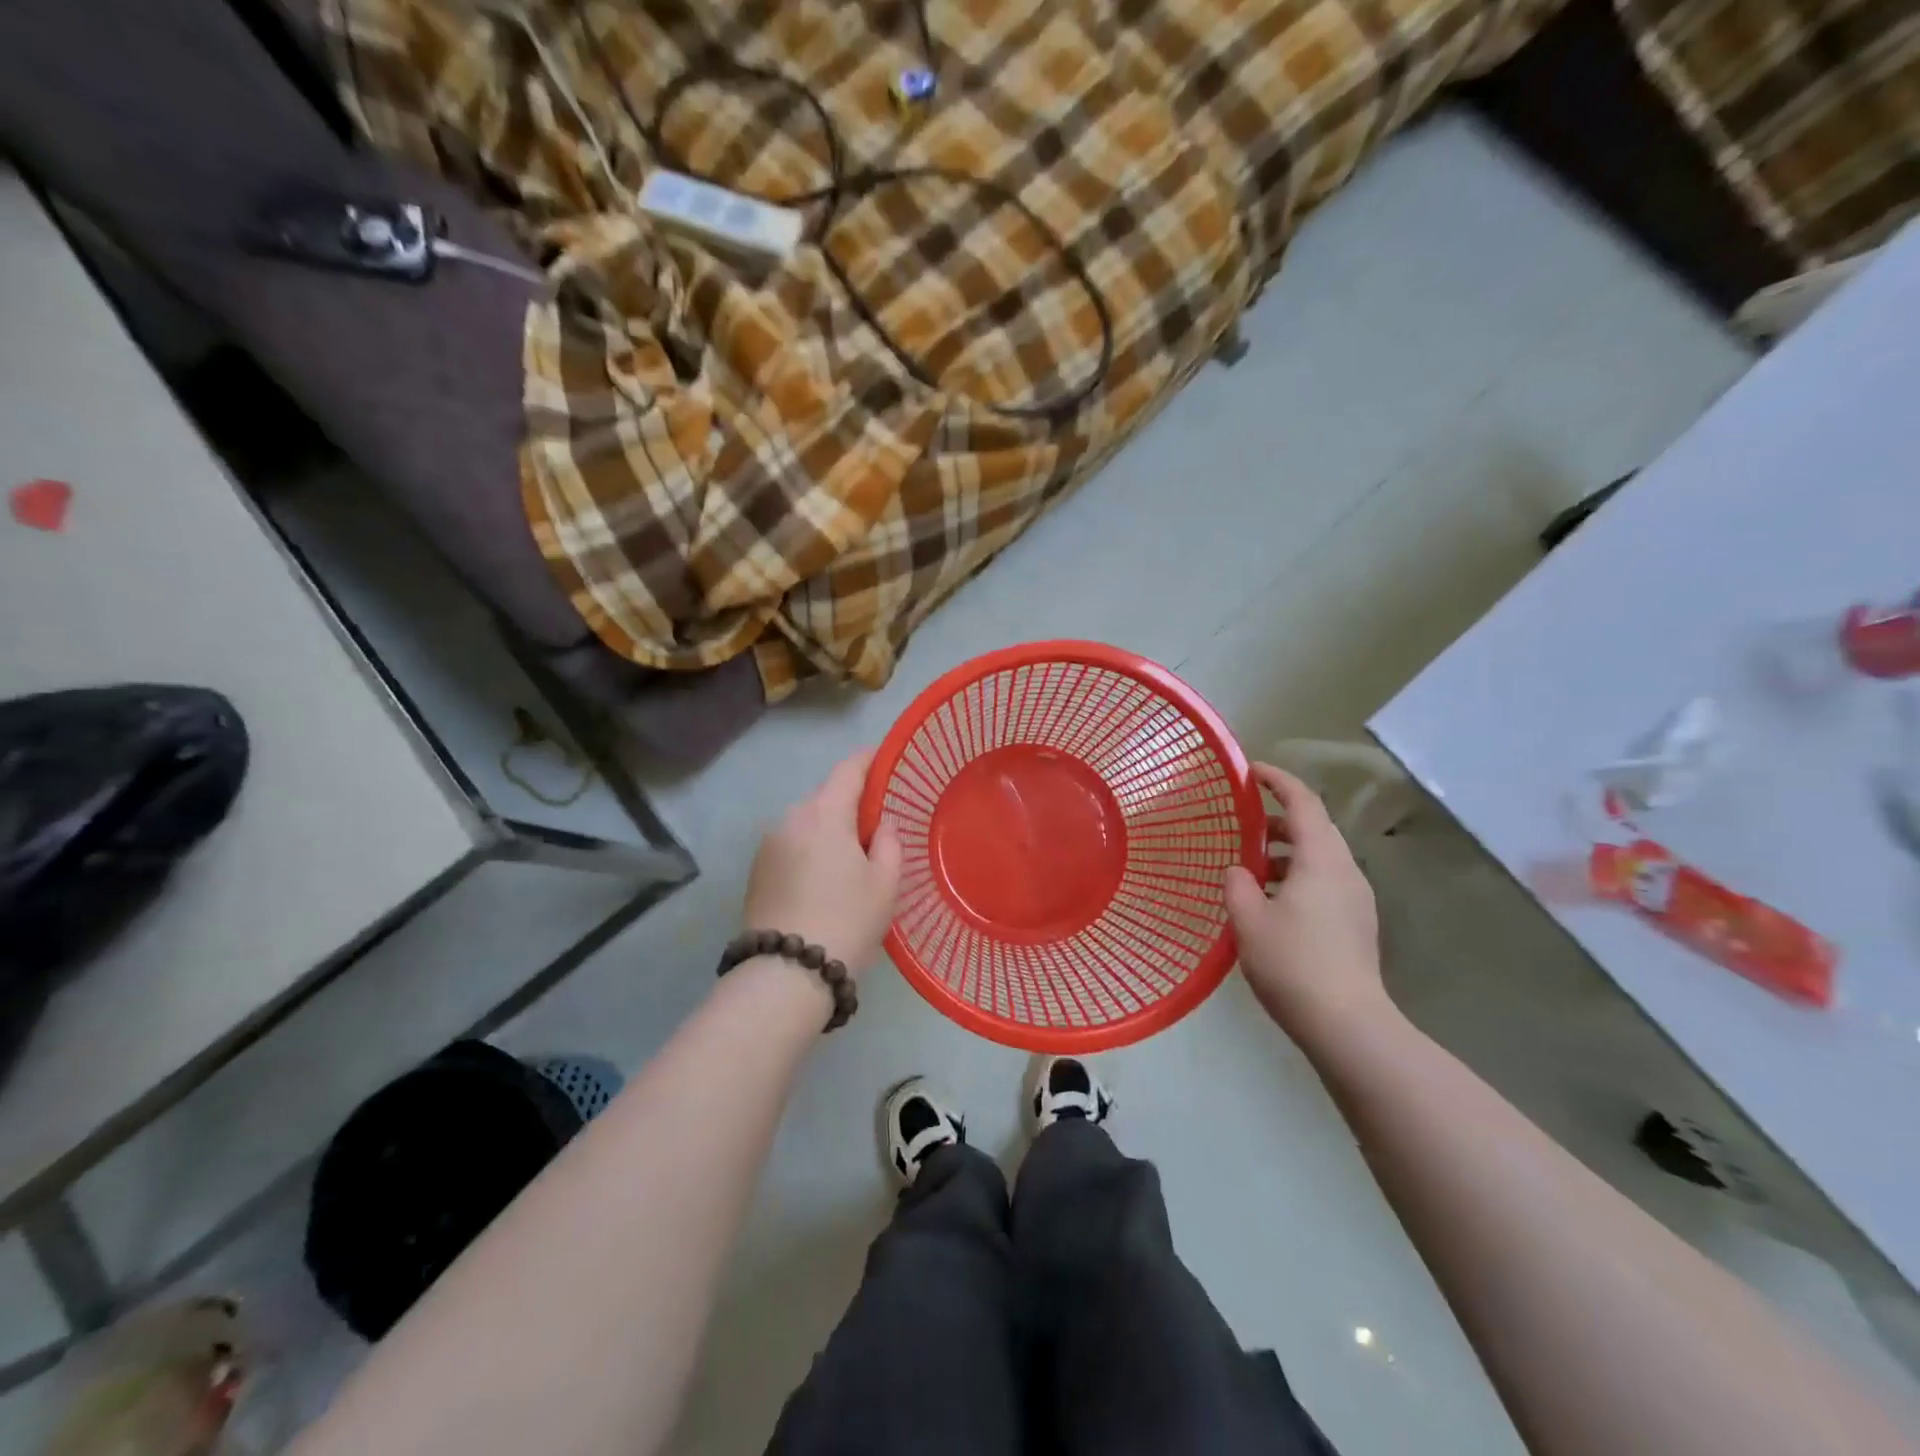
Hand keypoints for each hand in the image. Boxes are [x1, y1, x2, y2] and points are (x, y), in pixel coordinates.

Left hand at [743, 749, 901, 974]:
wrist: (785, 974)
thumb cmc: (846, 921)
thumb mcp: (885, 883)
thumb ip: (888, 842)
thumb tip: (881, 823)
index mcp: (824, 813)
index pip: (849, 770)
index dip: (869, 760)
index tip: (886, 758)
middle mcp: (791, 819)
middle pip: (826, 796)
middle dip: (851, 802)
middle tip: (876, 825)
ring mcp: (768, 845)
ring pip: (806, 823)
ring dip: (828, 829)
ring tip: (851, 858)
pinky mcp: (757, 872)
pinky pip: (791, 846)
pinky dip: (810, 850)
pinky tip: (824, 879)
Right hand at [1225, 763, 1393, 1050]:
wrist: (1347, 1024)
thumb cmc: (1292, 963)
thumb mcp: (1248, 920)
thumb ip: (1237, 884)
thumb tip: (1239, 870)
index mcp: (1321, 860)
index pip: (1302, 803)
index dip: (1277, 780)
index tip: (1251, 771)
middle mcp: (1345, 871)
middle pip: (1314, 828)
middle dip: (1279, 819)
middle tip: (1244, 822)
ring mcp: (1356, 899)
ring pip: (1319, 858)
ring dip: (1286, 852)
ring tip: (1251, 868)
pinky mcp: (1356, 923)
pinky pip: (1324, 882)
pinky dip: (1297, 876)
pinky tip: (1272, 902)